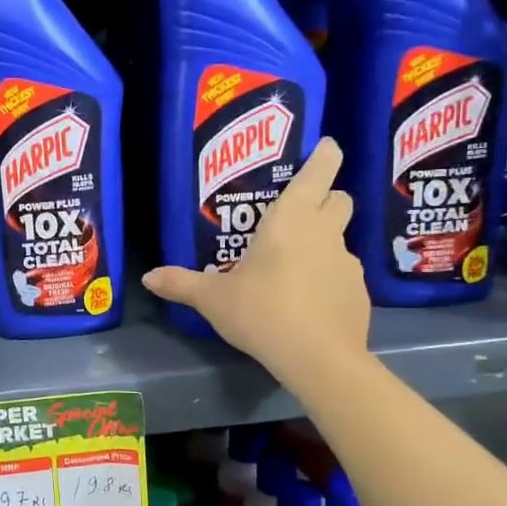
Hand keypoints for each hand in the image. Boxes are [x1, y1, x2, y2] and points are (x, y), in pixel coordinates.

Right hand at [142, 137, 369, 376]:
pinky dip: (328, 278)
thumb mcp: (213, 299)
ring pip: (340, 238)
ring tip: (294, 266)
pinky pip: (342, 274)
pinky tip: (307, 301)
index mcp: (290, 219)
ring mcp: (347, 262)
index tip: (326, 147)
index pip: (320, 171)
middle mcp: (324, 232)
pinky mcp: (359, 292)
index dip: (325, 154)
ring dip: (322, 242)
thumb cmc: (262, 312)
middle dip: (325, 198)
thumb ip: (181, 284)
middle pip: (339, 198)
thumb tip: (148, 277)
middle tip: (298, 212)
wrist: (318, 358)